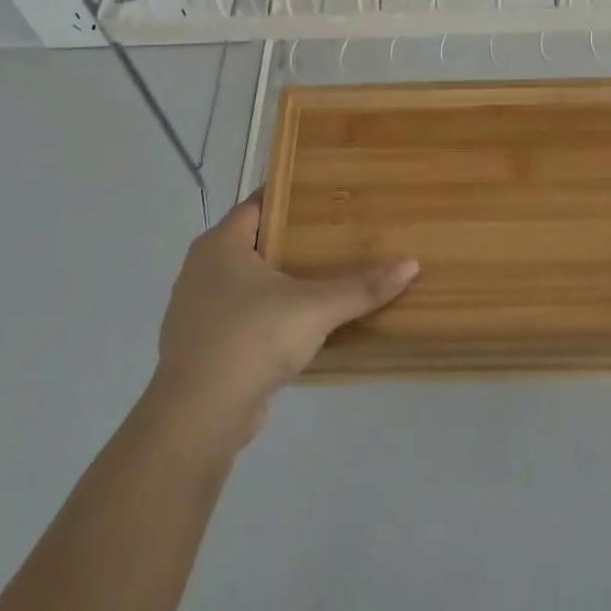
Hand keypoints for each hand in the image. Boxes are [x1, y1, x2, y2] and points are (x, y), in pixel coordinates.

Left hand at [144, 194, 418, 456]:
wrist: (200, 415)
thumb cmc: (252, 339)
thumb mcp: (315, 308)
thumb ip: (362, 288)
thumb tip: (411, 265)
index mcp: (220, 245)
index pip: (257, 204)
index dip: (291, 196)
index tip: (327, 194)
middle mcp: (202, 270)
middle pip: (254, 242)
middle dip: (293, 240)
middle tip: (338, 234)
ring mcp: (199, 310)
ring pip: (248, 283)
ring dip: (281, 281)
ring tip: (326, 277)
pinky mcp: (205, 345)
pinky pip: (244, 316)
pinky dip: (270, 314)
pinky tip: (301, 323)